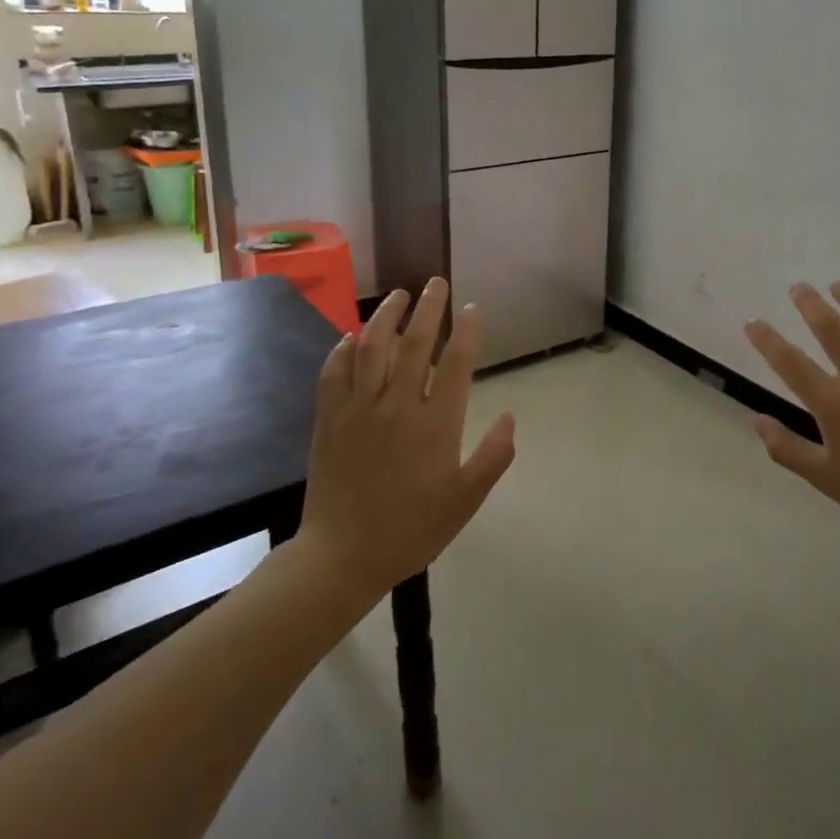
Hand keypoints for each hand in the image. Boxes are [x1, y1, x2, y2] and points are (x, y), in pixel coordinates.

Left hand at [298, 279, 516, 596]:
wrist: (344, 555)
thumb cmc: (412, 529)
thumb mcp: (466, 500)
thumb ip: (493, 457)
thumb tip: (510, 416)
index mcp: (436, 424)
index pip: (456, 362)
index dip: (466, 331)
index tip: (472, 309)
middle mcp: (398, 406)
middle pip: (414, 344)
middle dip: (428, 308)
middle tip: (435, 283)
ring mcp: (359, 410)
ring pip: (372, 348)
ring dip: (385, 316)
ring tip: (398, 295)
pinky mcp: (329, 420)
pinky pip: (334, 374)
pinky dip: (343, 350)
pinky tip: (351, 336)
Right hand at [744, 282, 839, 551]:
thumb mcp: (825, 479)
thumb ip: (786, 449)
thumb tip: (757, 420)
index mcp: (833, 403)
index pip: (789, 361)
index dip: (766, 339)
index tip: (752, 322)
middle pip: (830, 327)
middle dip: (810, 303)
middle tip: (798, 287)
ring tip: (839, 285)